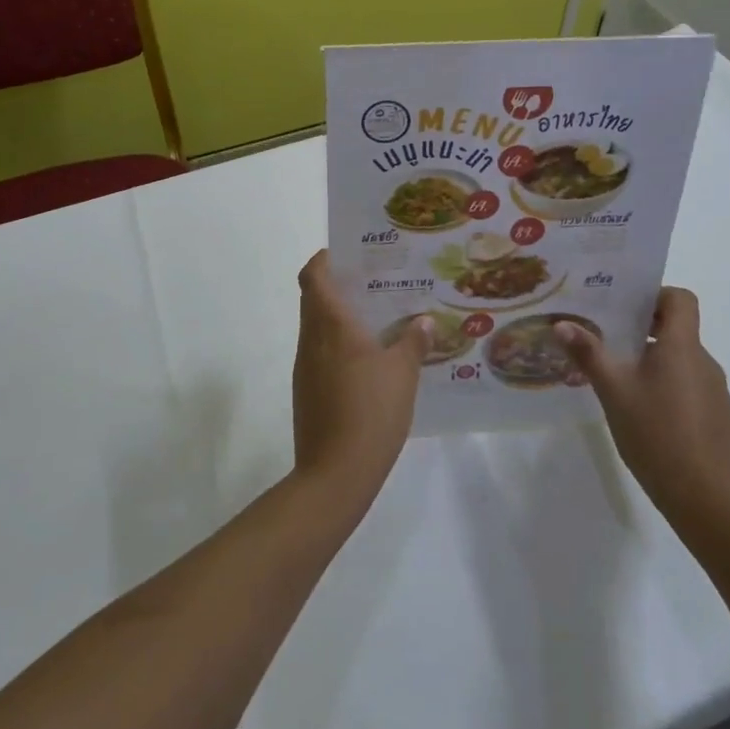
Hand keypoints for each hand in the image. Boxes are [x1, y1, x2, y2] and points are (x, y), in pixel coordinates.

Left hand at [292, 251, 429, 509]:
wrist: (335, 474)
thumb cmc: (371, 411)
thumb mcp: (403, 374)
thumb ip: (413, 343)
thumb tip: (424, 321)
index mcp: (330, 325)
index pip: (313, 276)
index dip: (324, 259)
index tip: (347, 253)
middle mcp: (311, 340)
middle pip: (313, 299)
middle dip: (337, 286)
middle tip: (372, 284)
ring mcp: (305, 368)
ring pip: (316, 328)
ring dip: (338, 318)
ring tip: (376, 320)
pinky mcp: (306, 392)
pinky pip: (319, 354)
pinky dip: (337, 346)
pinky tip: (367, 361)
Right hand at [557, 288, 729, 523]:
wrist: (703, 498)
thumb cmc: (654, 433)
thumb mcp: (613, 390)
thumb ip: (588, 353)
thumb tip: (561, 323)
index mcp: (682, 347)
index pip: (681, 299)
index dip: (657, 296)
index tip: (629, 310)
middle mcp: (705, 362)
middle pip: (680, 330)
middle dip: (647, 331)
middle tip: (613, 343)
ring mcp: (717, 392)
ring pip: (685, 361)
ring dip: (659, 362)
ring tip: (627, 384)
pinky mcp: (721, 419)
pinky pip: (694, 388)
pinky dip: (673, 389)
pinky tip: (650, 417)